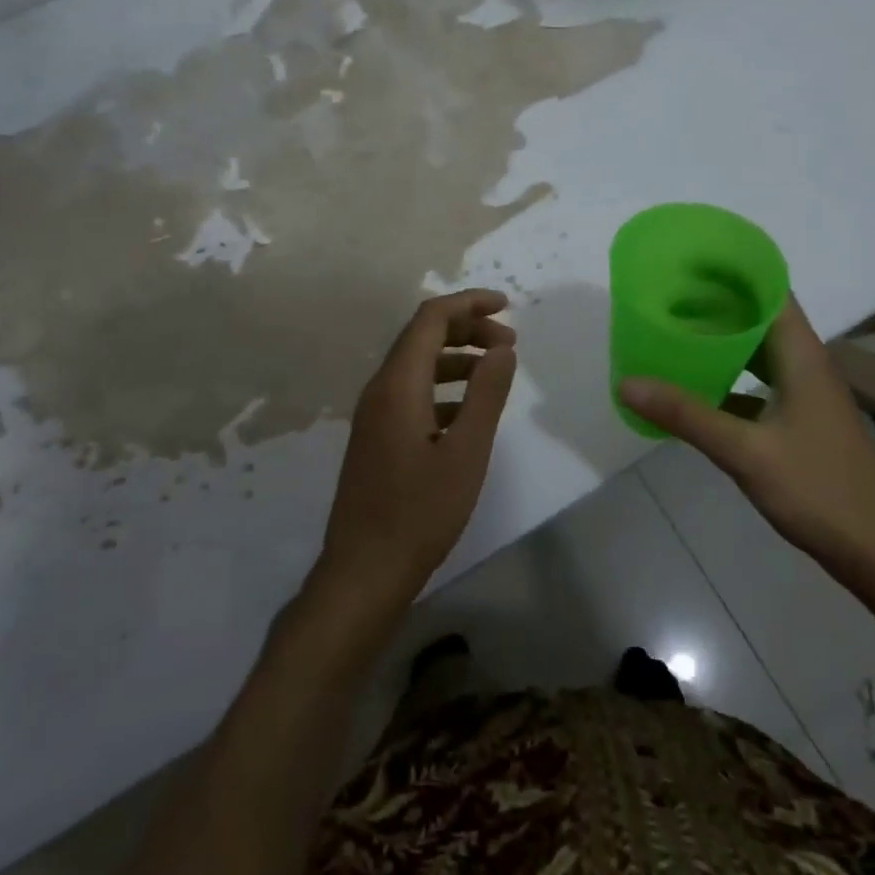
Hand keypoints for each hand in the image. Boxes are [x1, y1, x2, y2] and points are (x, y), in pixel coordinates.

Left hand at [313, 289, 517, 618]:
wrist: (364, 571)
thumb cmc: (420, 512)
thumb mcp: (466, 452)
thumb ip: (486, 394)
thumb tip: (503, 349)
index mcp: (398, 385)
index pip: (431, 319)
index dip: (469, 303)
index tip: (507, 306)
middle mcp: (380, 390)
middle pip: (422, 337)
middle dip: (467, 328)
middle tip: (509, 343)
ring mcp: (374, 415)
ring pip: (417, 365)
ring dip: (457, 358)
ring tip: (496, 370)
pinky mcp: (376, 437)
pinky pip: (411, 392)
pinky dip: (443, 387)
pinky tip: (468, 410)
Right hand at [619, 296, 874, 592]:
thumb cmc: (821, 490)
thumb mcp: (746, 452)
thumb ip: (687, 415)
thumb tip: (627, 383)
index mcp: (801, 355)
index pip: (769, 291)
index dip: (732, 270)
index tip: (688, 261)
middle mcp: (805, 364)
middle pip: (759, 317)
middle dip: (716, 303)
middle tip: (666, 296)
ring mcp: (805, 395)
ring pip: (758, 353)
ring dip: (721, 341)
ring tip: (673, 334)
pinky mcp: (800, 422)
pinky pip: (757, 385)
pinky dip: (728, 379)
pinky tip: (695, 390)